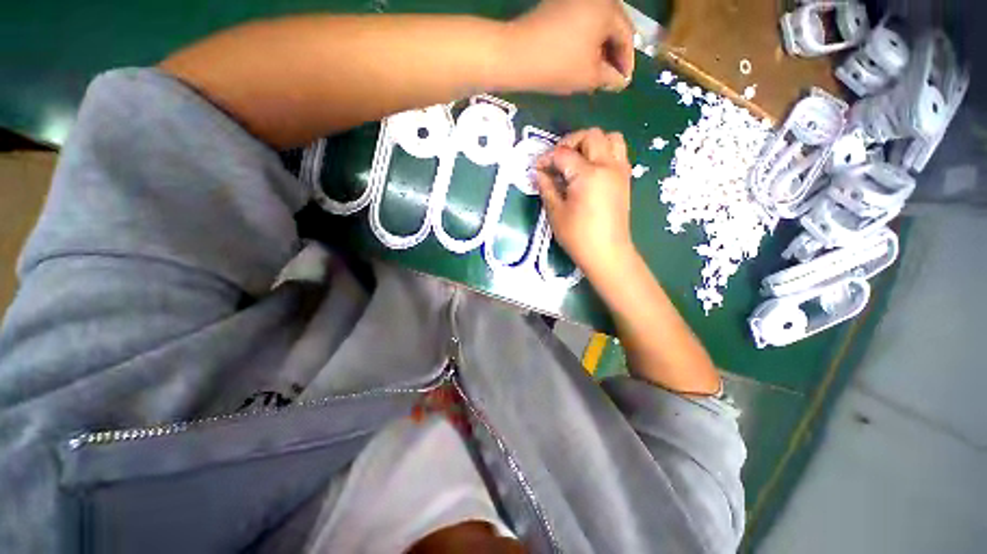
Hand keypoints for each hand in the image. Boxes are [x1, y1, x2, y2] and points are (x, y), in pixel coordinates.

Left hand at [507, 0, 634, 93]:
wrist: (517, 54)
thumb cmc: (558, 65)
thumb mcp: (589, 76)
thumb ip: (610, 78)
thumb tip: (620, 81)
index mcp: (608, 8)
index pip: (627, 35)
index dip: (626, 62)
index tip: (623, 82)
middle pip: (613, 26)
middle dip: (613, 54)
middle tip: (611, 78)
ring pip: (597, 24)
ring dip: (600, 48)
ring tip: (596, 72)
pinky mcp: (558, 5)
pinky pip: (581, 22)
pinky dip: (585, 41)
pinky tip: (582, 59)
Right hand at [534, 128, 635, 279]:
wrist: (608, 253)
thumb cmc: (578, 236)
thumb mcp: (556, 213)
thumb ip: (547, 188)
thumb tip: (539, 173)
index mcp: (588, 174)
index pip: (563, 154)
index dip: (547, 158)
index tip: (537, 168)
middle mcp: (607, 165)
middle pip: (590, 135)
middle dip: (570, 142)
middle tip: (558, 161)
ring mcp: (620, 171)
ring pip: (610, 138)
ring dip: (591, 143)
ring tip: (577, 160)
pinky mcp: (625, 179)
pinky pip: (618, 152)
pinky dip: (604, 152)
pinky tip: (591, 170)